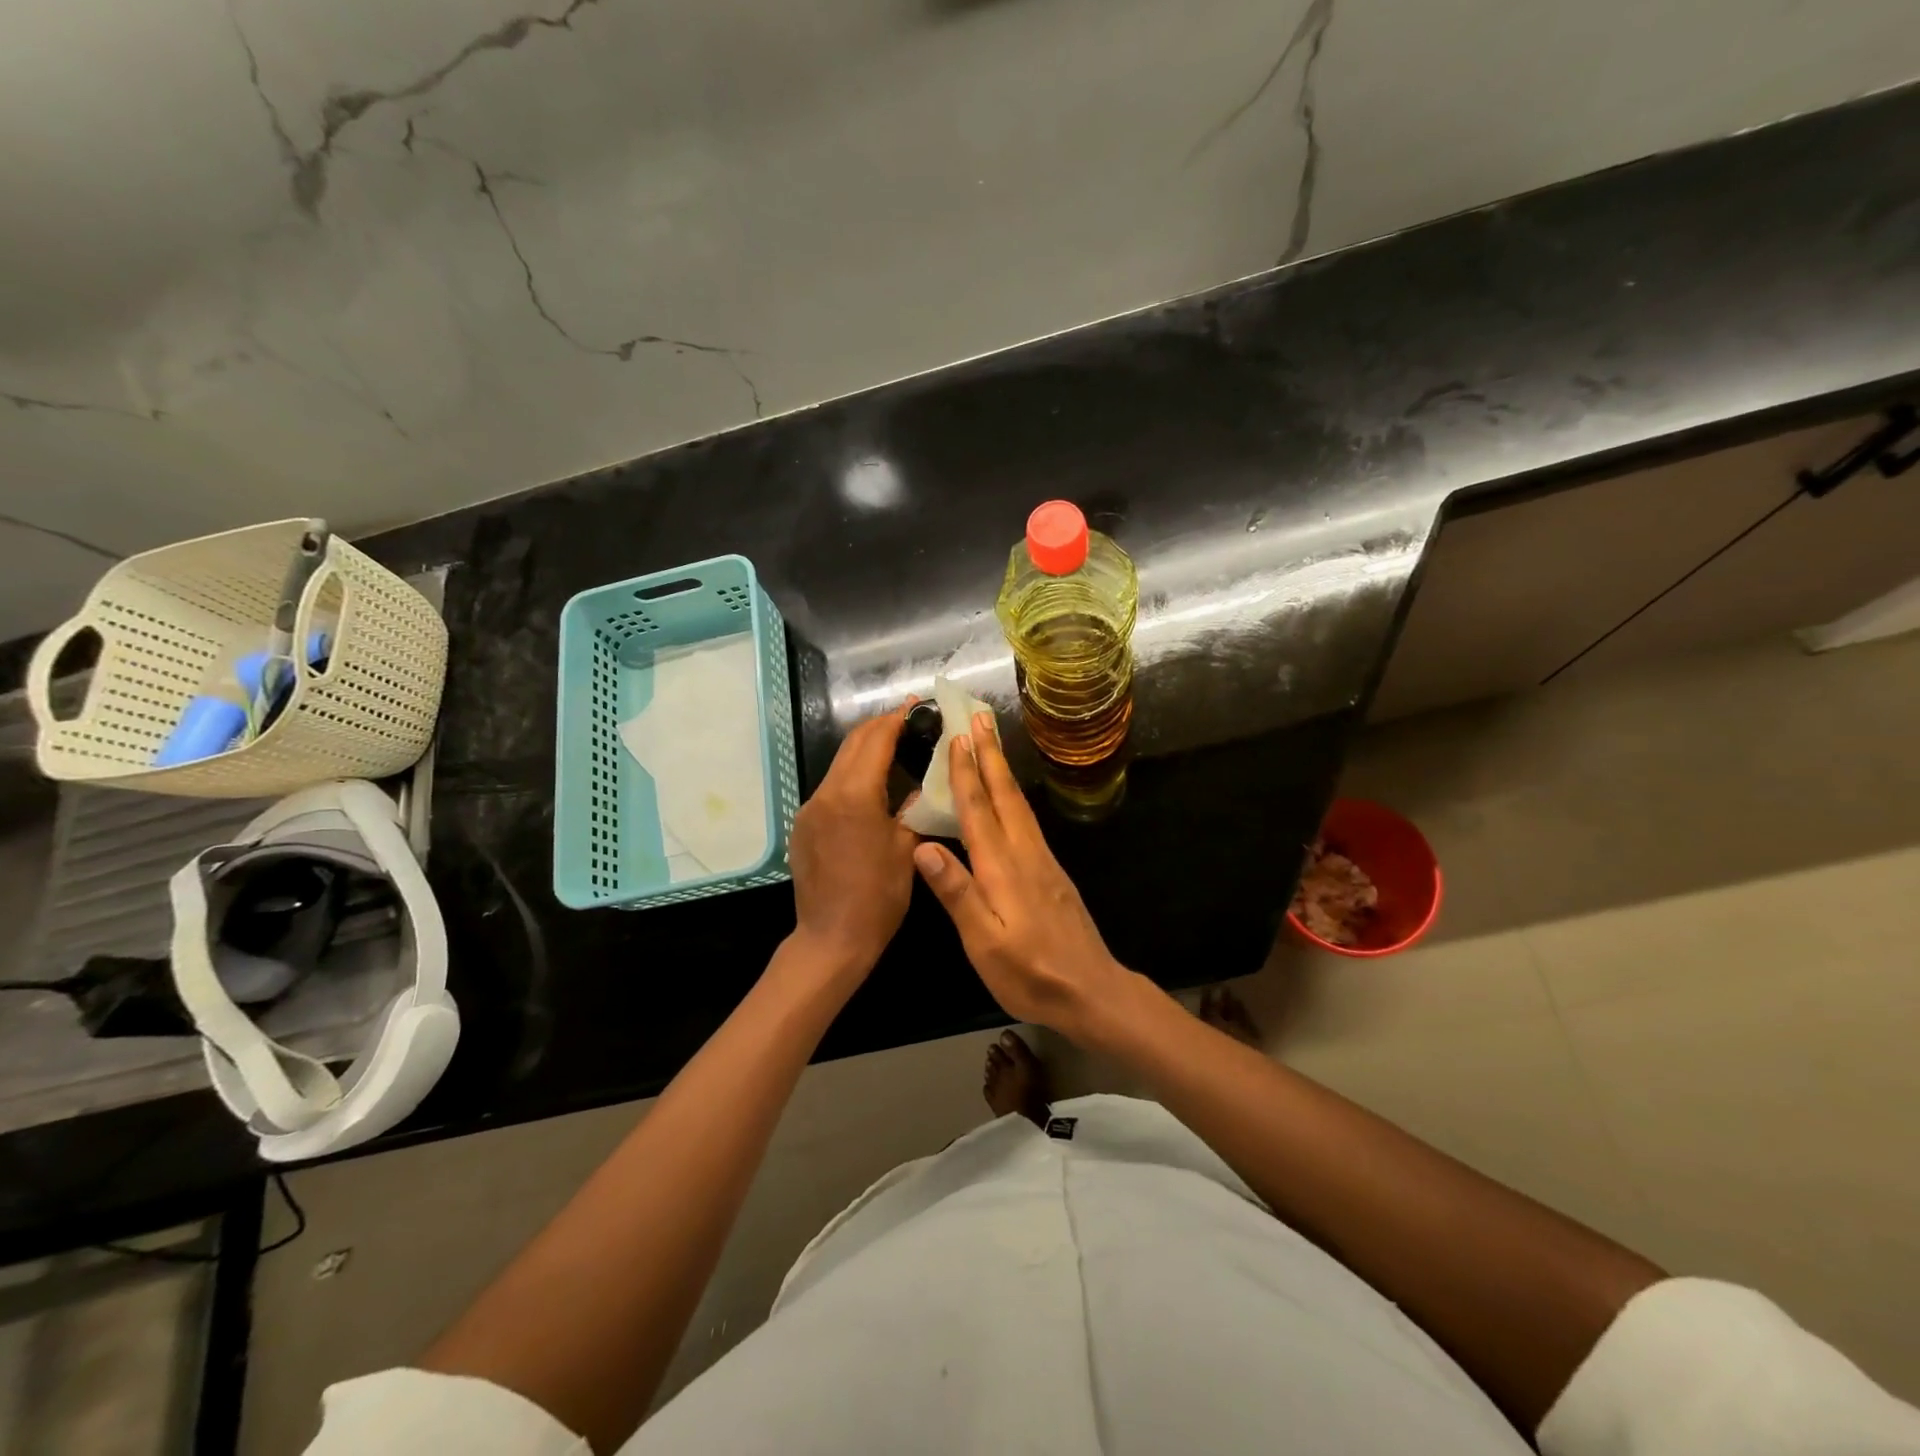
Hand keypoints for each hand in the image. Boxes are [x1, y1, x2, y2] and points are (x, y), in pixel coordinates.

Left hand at [787, 703, 919, 979]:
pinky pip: (830, 789)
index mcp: (855, 795)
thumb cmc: (878, 896)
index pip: (876, 740)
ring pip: (840, 765)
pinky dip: (852, 777)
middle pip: (853, 745)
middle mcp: (826, 793)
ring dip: (865, 751)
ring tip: (894, 748)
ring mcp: (810, 809)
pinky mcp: (803, 826)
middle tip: (908, 720)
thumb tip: (922, 785)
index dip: (897, 718)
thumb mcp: (906, 847)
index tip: (916, 705)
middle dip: (880, 727)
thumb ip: (913, 807)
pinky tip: (870, 788)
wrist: (832, 938)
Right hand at [913, 713, 1133, 1039]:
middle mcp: (1025, 854)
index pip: (978, 811)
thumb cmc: (1030, 973)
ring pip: (1019, 804)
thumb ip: (957, 893)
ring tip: (990, 744)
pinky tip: (1009, 797)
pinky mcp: (1052, 872)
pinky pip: (1027, 820)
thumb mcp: (984, 942)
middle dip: (989, 755)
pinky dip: (1013, 796)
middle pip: (1004, 795)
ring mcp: (1042, 861)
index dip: (965, 774)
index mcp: (1002, 868)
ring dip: (1002, 770)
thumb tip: (924, 847)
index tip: (956, 737)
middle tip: (979, 717)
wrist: (1091, 991)